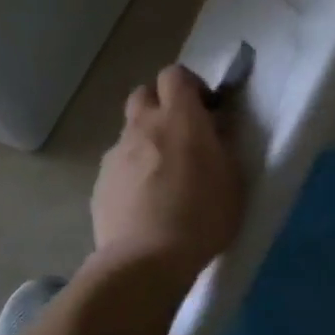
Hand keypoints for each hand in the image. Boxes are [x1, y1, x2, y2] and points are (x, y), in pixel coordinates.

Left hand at [91, 65, 244, 283]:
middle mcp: (143, 126)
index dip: (190, 86)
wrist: (145, 260)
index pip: (174, 74)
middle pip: (144, 94)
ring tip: (163, 175)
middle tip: (181, 134)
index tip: (205, 109)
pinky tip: (145, 202)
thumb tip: (216, 125)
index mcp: (179, 118)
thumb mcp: (233, 179)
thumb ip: (223, 144)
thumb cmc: (202, 216)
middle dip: (162, 105)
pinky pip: (119, 165)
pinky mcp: (101, 183)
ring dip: (146, 140)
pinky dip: (132, 172)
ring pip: (130, 131)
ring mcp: (117, 154)